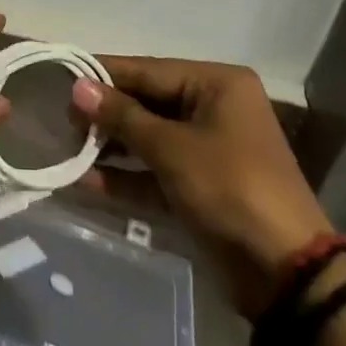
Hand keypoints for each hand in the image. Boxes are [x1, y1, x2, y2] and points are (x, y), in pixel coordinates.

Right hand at [71, 57, 332, 318]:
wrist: (286, 275)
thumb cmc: (231, 189)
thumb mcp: (172, 148)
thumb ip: (122, 117)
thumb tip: (77, 87)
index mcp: (216, 85)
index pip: (148, 70)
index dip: (104, 74)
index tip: (61, 75)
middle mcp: (213, 109)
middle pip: (147, 103)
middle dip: (105, 114)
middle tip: (59, 118)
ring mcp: (207, 150)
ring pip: (148, 138)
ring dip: (110, 146)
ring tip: (65, 147)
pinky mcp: (200, 187)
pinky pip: (155, 172)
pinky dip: (126, 178)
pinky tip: (85, 182)